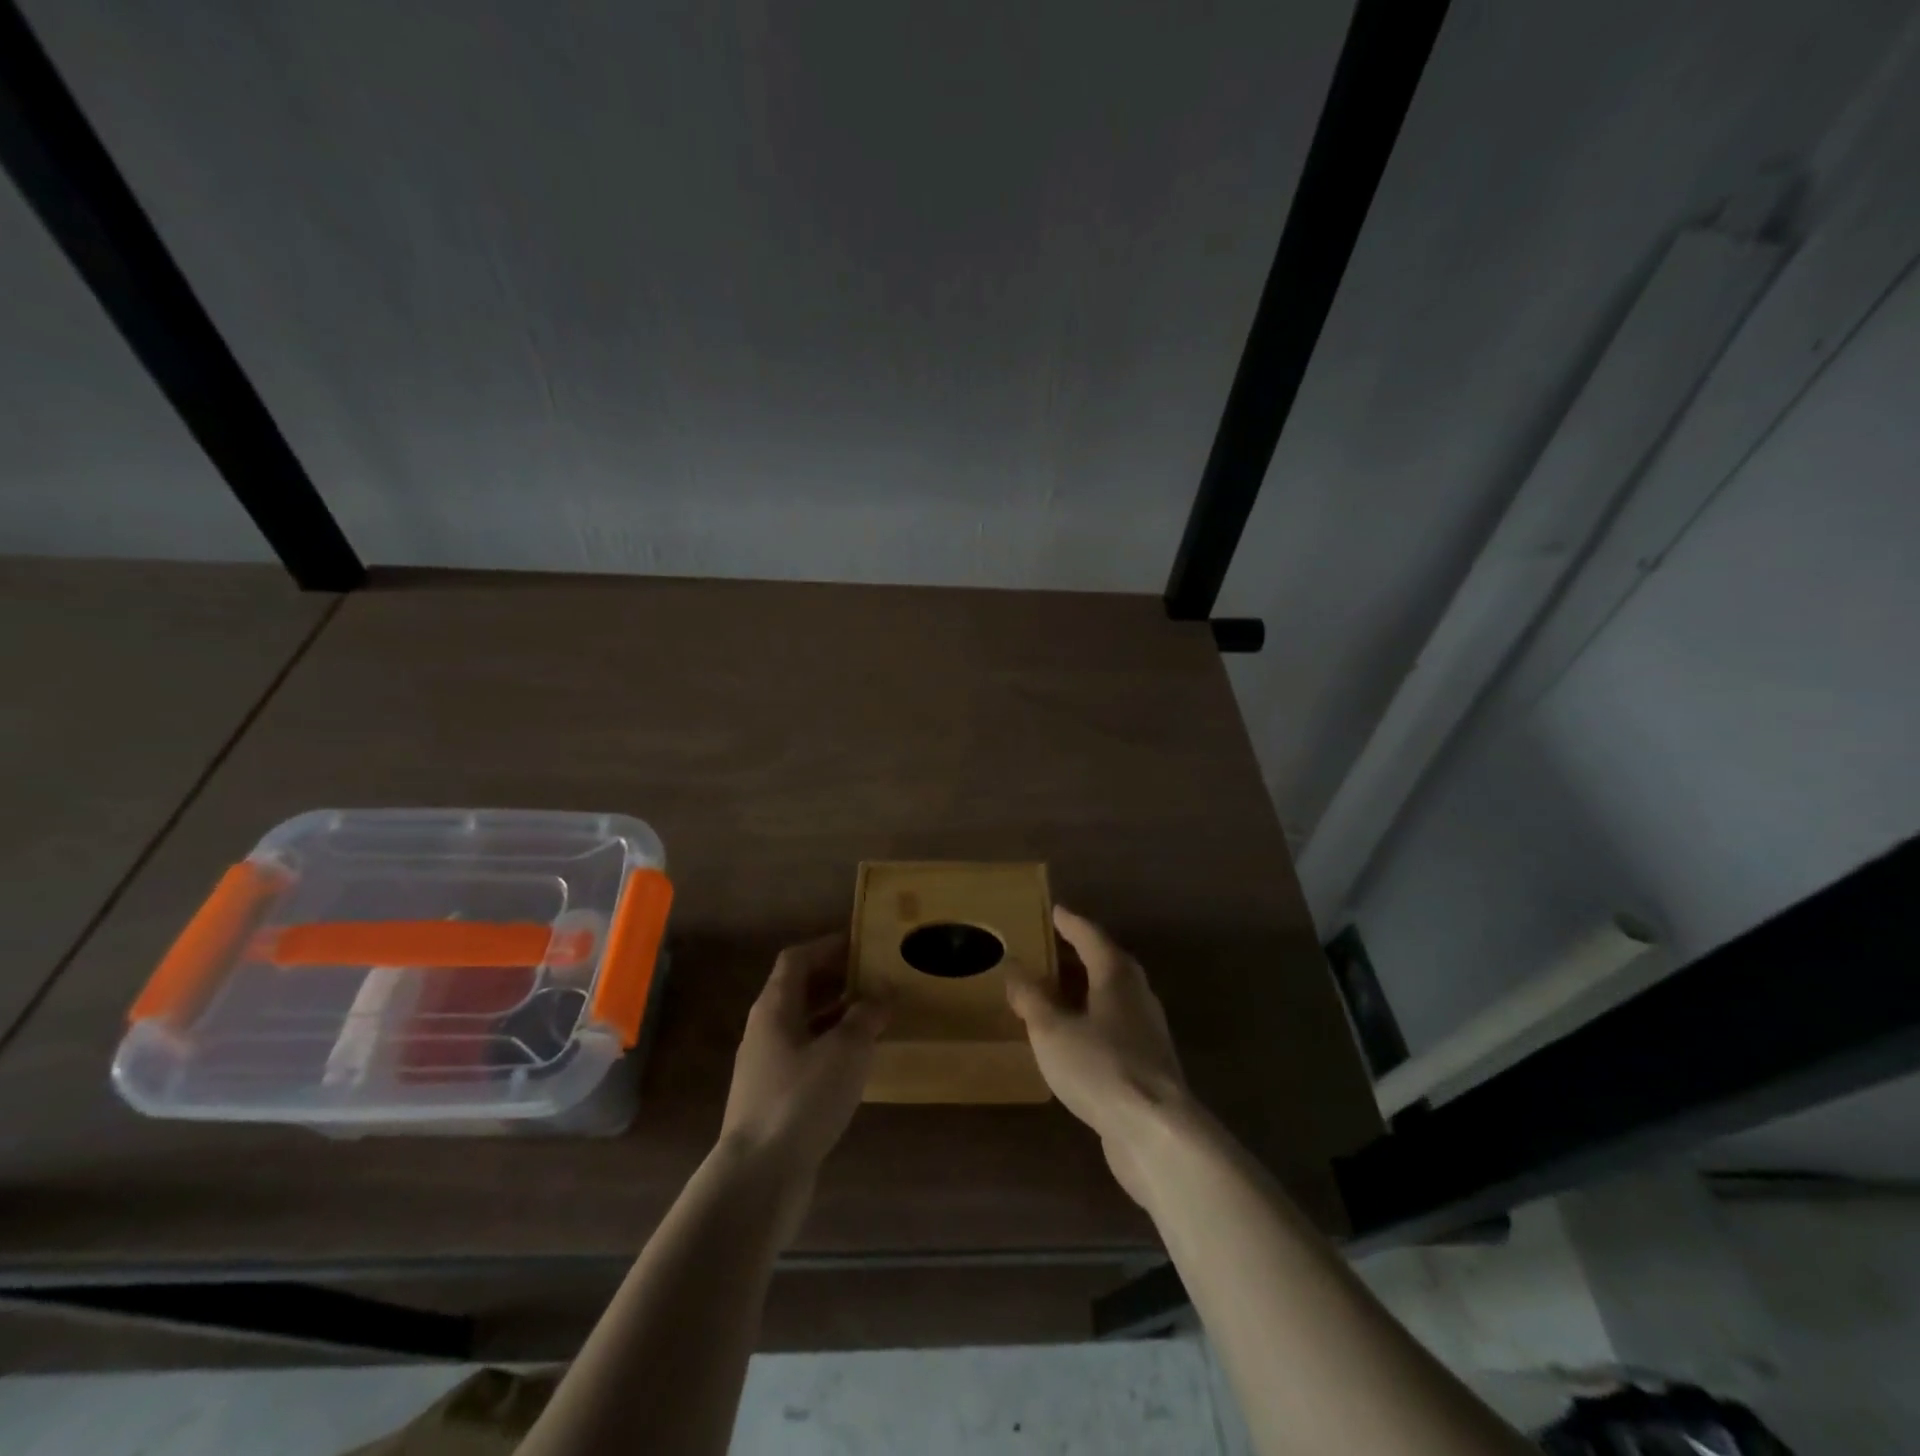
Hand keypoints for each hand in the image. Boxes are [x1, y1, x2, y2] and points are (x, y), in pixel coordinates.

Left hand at [720, 934, 886, 1183]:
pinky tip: (858, 1062)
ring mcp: (767, 1067)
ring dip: (837, 1015)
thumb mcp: (846, 1050)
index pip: (797, 959)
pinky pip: (807, 1057)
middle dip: (837, 980)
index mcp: (775, 1008)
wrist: (758, 1177)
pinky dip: (832, 1048)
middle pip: (799, 991)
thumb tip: (882, 990)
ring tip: (875, 1016)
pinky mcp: (775, 1098)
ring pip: (805, 1026)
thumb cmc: (802, 1099)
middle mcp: (765, 1030)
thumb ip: (866, 1015)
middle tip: (876, 977)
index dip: (828, 946)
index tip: (862, 943)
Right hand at [1006, 906, 1191, 1204]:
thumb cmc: (1100, 1067)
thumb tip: (1014, 966)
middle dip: (1078, 954)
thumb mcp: (1052, 1030)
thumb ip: (1031, 997)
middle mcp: (1137, 995)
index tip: (1054, 911)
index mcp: (1116, 975)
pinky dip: (1092, 1019)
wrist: (1155, 1131)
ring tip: (1056, 992)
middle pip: (1106, 963)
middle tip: (1050, 949)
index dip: (1070, 923)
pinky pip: (1115, 1026)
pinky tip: (1075, 1037)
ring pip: (1113, 996)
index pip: (1090, 936)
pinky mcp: (1149, 1063)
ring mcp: (1148, 1030)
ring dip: (1086, 989)